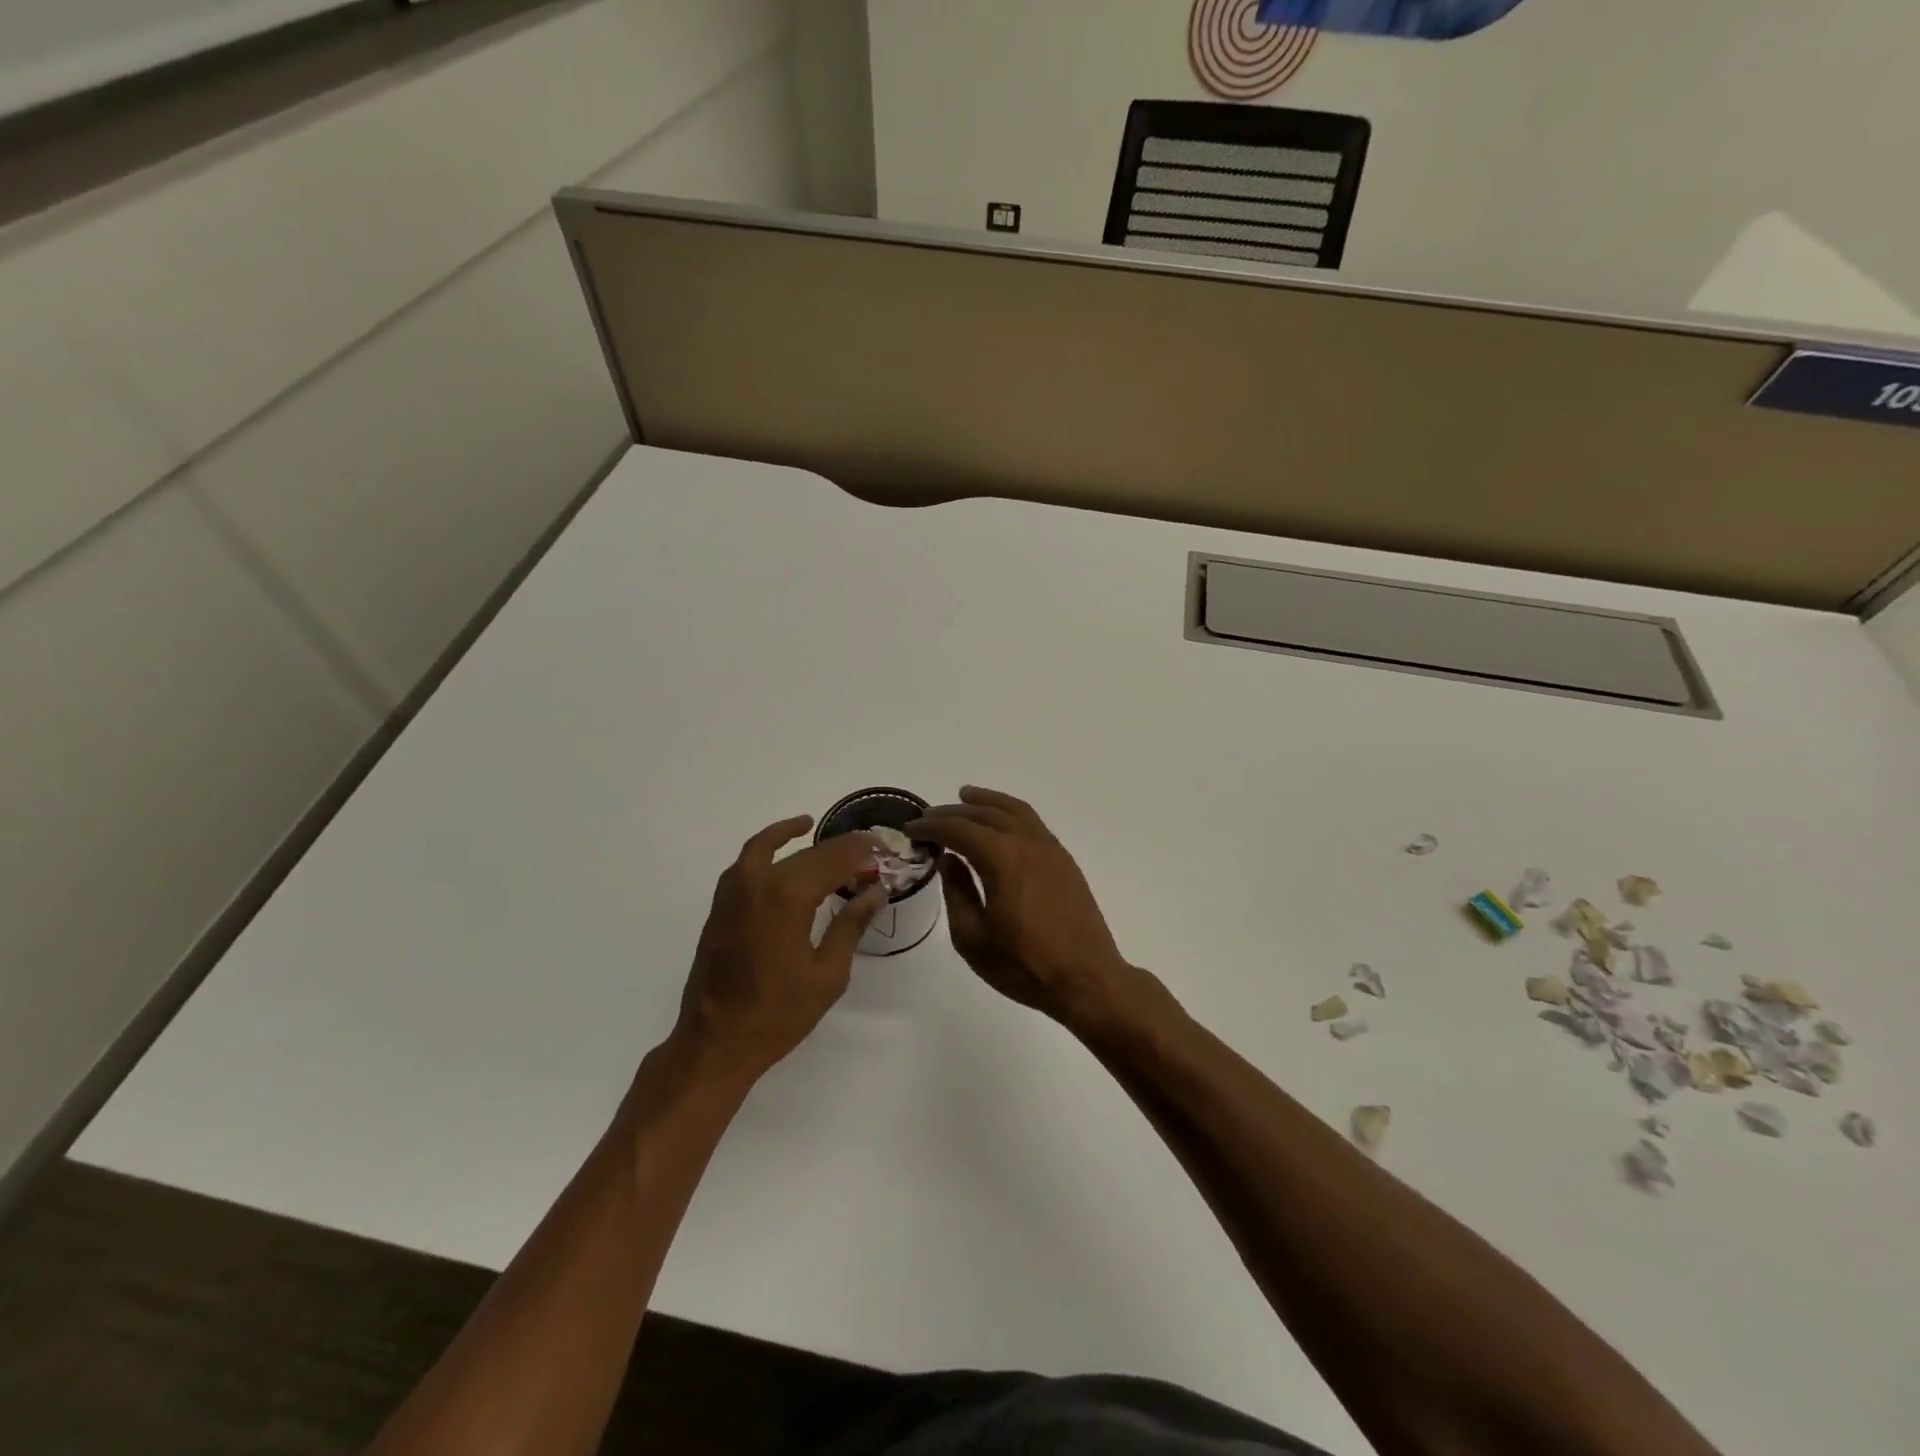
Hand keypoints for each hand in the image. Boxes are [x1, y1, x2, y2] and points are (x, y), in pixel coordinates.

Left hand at [670, 816, 885, 1085]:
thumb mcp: (828, 973)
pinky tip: (787, 846)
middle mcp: (760, 881)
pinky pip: (750, 859)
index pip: (835, 859)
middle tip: (871, 855)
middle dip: (844, 850)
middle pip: (810, 853)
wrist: (716, 1042)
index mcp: (789, 896)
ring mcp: (735, 889)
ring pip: (777, 849)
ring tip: (835, 840)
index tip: (886, 852)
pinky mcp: (722, 902)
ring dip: (807, 842)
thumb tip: (875, 892)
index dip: (863, 853)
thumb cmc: (779, 1013)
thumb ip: (851, 925)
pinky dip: (770, 844)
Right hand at [909, 787, 1135, 1025]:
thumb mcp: (973, 938)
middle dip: (954, 812)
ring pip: (1015, 810)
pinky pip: (1033, 822)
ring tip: (965, 796)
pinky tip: (1002, 821)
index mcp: (1002, 859)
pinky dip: (1011, 812)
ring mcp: (1050, 849)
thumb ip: (957, 893)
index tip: (911, 828)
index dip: (932, 826)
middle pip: (986, 814)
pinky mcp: (1064, 861)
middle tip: (930, 815)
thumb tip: (948, 860)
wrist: (1087, 979)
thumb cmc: (1024, 966)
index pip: (959, 830)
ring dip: (987, 801)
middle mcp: (1028, 843)